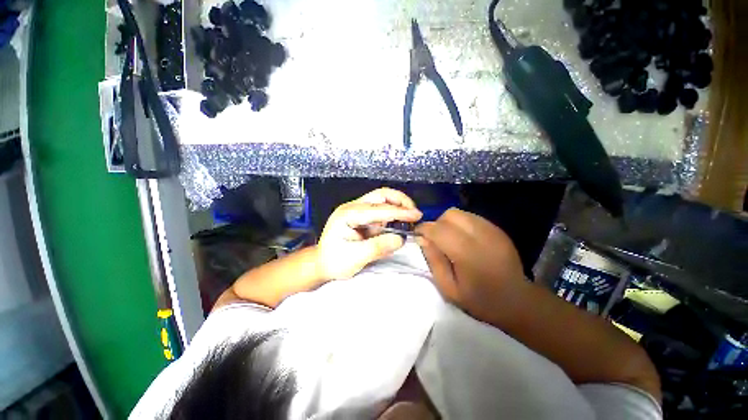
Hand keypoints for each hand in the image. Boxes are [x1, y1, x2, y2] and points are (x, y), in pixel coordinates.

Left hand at [317, 188, 422, 279]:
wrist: (322, 263)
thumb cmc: (334, 261)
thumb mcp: (354, 258)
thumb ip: (378, 247)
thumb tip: (401, 239)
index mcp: (348, 214)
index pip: (378, 209)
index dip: (399, 212)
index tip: (417, 216)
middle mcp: (353, 207)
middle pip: (381, 195)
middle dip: (400, 201)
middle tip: (415, 214)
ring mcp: (358, 210)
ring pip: (382, 200)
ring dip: (398, 207)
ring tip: (410, 219)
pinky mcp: (362, 216)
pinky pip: (381, 210)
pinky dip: (393, 215)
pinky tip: (399, 223)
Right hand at [416, 208, 524, 322]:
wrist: (518, 301)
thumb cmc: (480, 300)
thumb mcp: (449, 289)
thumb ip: (434, 261)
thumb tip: (422, 238)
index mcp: (468, 254)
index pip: (439, 229)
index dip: (424, 229)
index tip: (418, 235)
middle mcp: (481, 236)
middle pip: (450, 215)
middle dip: (437, 223)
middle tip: (436, 239)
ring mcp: (492, 230)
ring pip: (460, 213)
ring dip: (449, 222)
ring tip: (450, 239)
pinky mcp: (498, 229)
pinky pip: (471, 217)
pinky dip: (461, 224)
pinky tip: (464, 239)